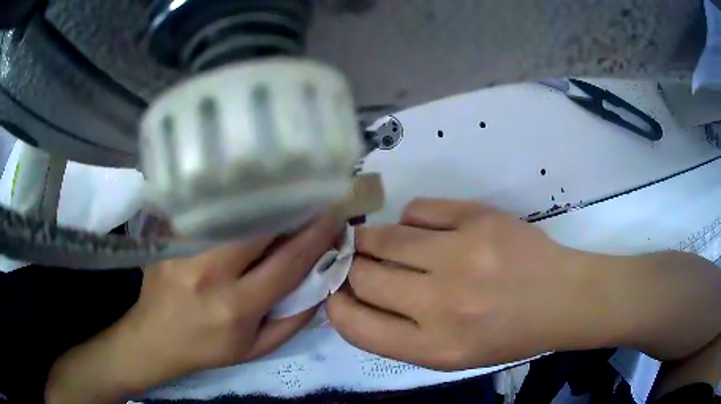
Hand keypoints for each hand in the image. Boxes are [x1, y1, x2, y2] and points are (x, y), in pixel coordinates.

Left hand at [47, 217, 340, 403]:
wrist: (155, 338)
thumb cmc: (208, 348)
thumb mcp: (256, 349)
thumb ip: (294, 320)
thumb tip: (321, 282)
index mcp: (237, 307)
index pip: (287, 262)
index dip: (315, 236)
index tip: (334, 215)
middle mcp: (211, 273)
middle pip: (260, 226)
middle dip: (291, 208)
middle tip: (310, 195)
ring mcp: (185, 249)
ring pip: (233, 212)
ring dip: (263, 200)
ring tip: (282, 193)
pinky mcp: (170, 236)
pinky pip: (208, 210)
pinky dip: (231, 201)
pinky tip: (244, 197)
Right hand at [327, 198, 720, 370]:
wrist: (563, 299)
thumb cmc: (507, 334)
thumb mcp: (450, 354)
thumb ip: (399, 332)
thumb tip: (356, 294)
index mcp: (434, 347)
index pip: (356, 326)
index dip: (336, 305)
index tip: (335, 291)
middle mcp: (442, 304)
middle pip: (364, 276)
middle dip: (349, 266)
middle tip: (351, 258)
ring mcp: (462, 256)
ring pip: (385, 237)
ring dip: (371, 238)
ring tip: (375, 238)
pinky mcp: (480, 218)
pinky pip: (419, 210)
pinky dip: (411, 218)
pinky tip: (421, 228)